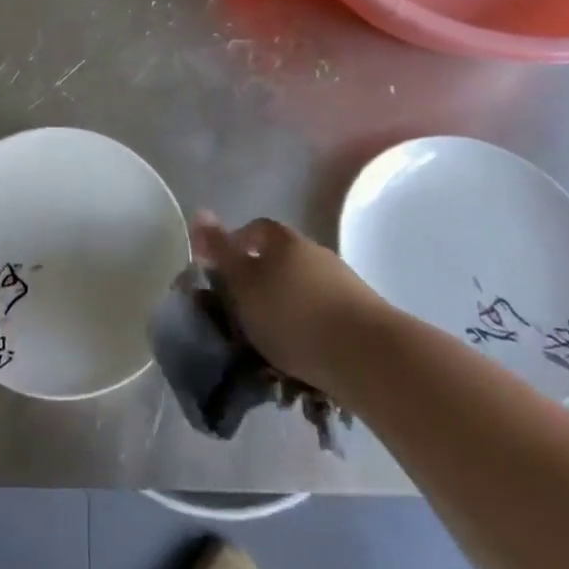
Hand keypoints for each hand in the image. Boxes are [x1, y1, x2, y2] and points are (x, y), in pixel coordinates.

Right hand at [191, 211, 391, 402]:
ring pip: (302, 289)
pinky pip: (323, 315)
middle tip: (241, 311)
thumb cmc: (292, 313)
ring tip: (270, 342)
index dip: (234, 247)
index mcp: (283, 239)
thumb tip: (199, 212)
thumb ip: (220, 250)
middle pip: (279, 260)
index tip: (219, 274)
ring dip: (285, 307)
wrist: (368, 356)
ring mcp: (342, 282)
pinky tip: (302, 355)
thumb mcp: (243, 282)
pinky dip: (309, 328)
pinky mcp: (361, 315)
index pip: (253, 230)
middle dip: (259, 281)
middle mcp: (314, 252)